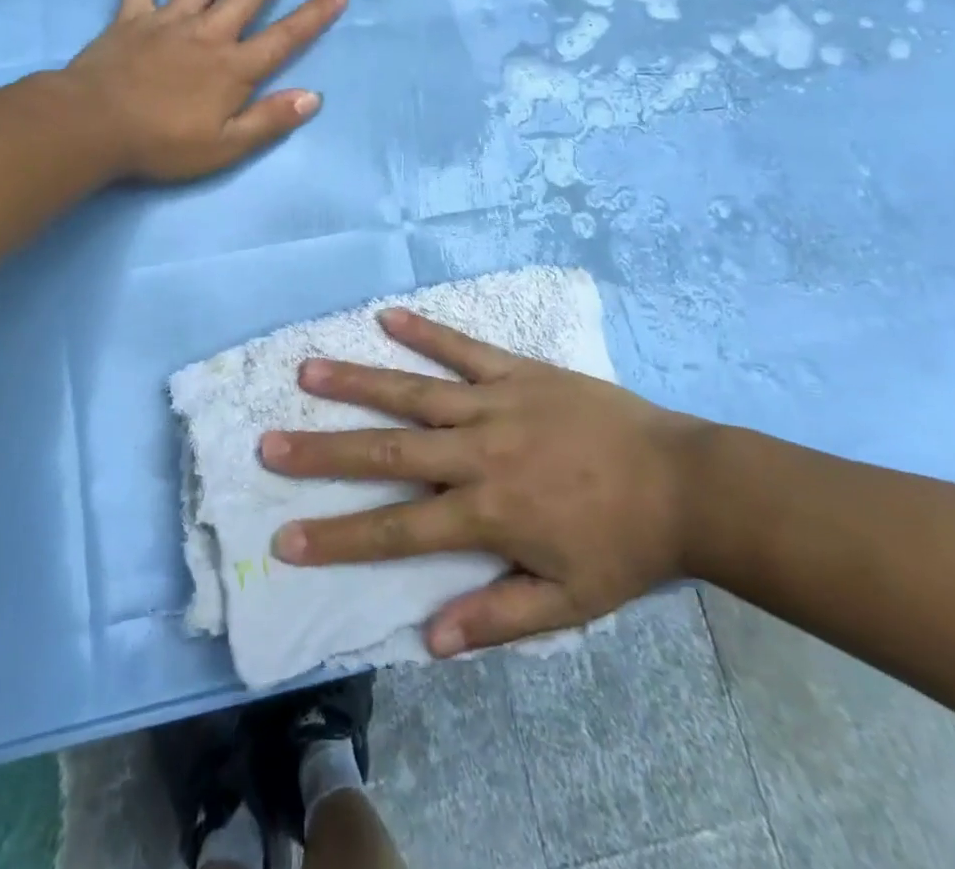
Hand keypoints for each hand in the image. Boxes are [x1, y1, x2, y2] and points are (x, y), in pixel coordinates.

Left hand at [64, 0, 347, 181]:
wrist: (93, 126)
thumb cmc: (162, 143)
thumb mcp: (225, 147)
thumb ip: (269, 120)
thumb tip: (313, 97)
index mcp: (233, 68)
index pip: (284, 37)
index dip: (314, 14)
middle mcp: (208, 35)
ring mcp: (168, 22)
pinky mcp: (131, 20)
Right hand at [258, 307, 706, 655]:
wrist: (685, 482)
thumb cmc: (623, 546)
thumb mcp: (568, 601)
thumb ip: (497, 617)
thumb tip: (428, 638)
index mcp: (487, 512)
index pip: (396, 528)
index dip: (338, 535)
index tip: (286, 539)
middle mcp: (478, 452)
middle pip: (387, 451)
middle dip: (323, 451)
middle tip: (269, 445)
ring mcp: (496, 403)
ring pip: (413, 391)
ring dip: (358, 382)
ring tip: (307, 371)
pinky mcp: (518, 371)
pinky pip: (465, 348)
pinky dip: (426, 332)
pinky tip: (388, 316)